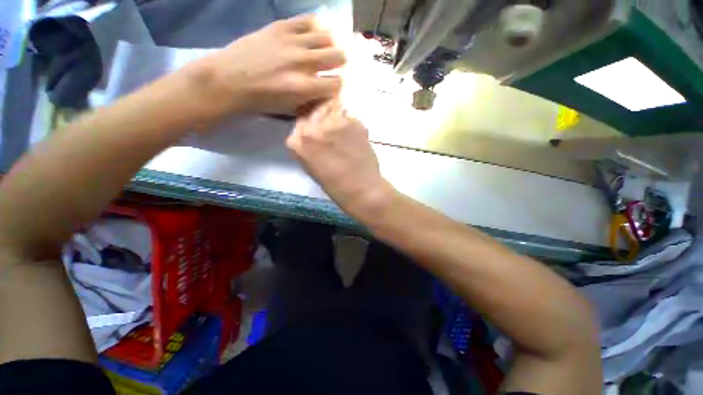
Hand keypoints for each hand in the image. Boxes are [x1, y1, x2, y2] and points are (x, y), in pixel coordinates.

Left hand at [191, 15, 345, 116]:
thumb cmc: (262, 101)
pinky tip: (312, 35)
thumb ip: (312, 100)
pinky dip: (315, 28)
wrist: (230, 80)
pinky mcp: (281, 26)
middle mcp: (304, 62)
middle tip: (334, 65)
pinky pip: (308, 21)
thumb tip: (327, 92)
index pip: (337, 83)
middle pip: (338, 56)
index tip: (335, 85)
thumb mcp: (291, 109)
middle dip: (340, 63)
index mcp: (305, 88)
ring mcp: (293, 41)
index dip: (339, 85)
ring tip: (323, 50)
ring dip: (329, 45)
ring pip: (327, 36)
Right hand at [287, 100, 393, 216]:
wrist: (361, 189)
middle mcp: (311, 128)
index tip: (319, 131)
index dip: (312, 126)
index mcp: (296, 143)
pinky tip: (356, 141)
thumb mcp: (311, 166)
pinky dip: (352, 126)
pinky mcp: (352, 122)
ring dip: (338, 120)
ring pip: (333, 111)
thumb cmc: (336, 186)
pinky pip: (349, 118)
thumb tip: (316, 133)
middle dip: (322, 119)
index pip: (301, 122)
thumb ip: (308, 146)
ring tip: (347, 139)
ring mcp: (332, 123)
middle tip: (335, 133)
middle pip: (315, 112)